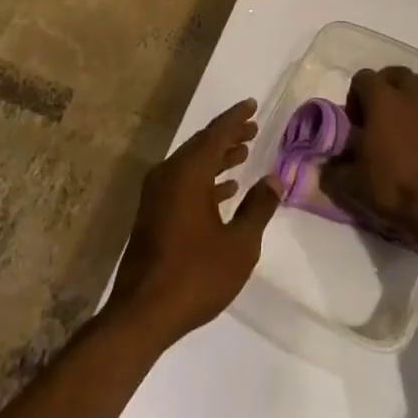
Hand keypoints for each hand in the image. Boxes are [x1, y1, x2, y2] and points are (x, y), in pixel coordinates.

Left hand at [107, 100, 279, 345]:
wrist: (143, 313)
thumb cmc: (195, 275)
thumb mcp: (239, 244)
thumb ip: (258, 208)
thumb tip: (274, 179)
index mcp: (187, 173)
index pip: (216, 134)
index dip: (235, 118)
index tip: (251, 104)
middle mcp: (168, 175)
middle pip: (201, 145)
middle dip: (227, 136)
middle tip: (252, 128)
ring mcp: (157, 195)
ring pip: (191, 164)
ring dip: (217, 158)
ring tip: (243, 153)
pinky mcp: (153, 214)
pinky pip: (183, 182)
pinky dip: (205, 179)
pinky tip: (225, 190)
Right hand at [323, 66, 417, 242]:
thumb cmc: (392, 188)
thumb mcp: (351, 183)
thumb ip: (334, 169)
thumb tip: (325, 166)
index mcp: (381, 100)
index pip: (363, 78)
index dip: (356, 96)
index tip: (356, 122)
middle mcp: (411, 95)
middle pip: (397, 74)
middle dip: (386, 87)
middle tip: (380, 115)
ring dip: (414, 95)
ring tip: (408, 119)